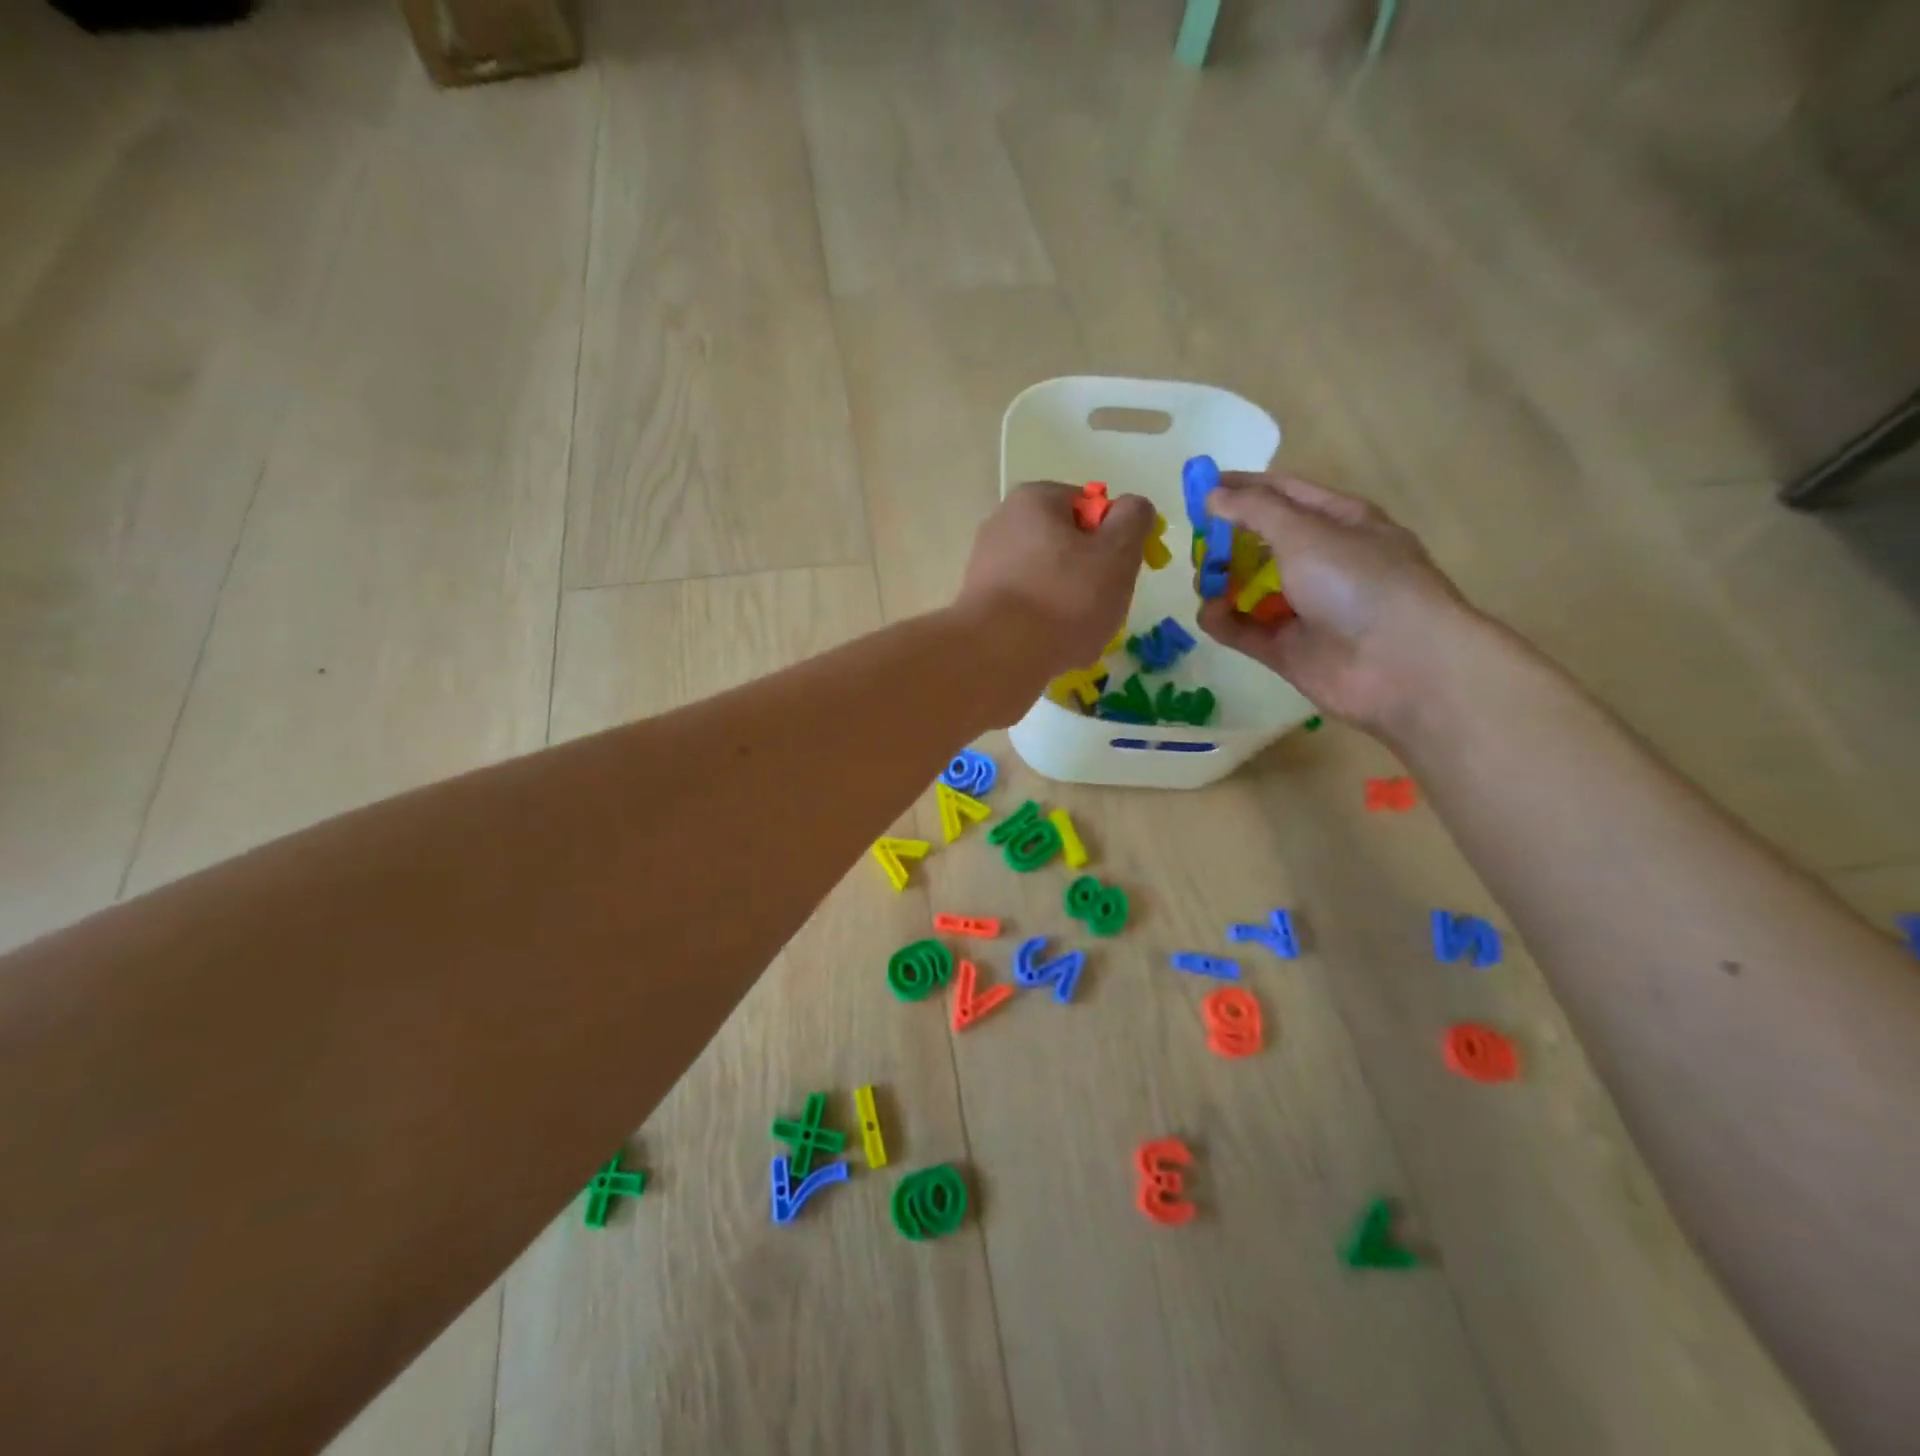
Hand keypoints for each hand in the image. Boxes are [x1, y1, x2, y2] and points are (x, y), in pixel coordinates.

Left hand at [956, 480, 1154, 691]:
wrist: (999, 654)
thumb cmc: (1065, 597)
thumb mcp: (1117, 552)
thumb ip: (1133, 520)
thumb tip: (1133, 508)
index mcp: (1034, 499)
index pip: (1089, 507)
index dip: (1113, 538)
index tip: (1120, 570)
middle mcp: (1002, 524)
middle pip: (1066, 547)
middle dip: (1090, 576)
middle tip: (1103, 606)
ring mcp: (984, 566)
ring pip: (1047, 583)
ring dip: (1068, 606)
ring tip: (1076, 635)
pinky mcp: (977, 605)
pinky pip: (1024, 609)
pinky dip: (1041, 625)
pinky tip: (1049, 648)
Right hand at [1195, 474, 1472, 736]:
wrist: (1400, 665)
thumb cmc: (1360, 583)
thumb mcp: (1307, 532)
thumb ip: (1255, 511)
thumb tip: (1213, 494)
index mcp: (1338, 522)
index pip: (1282, 494)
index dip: (1242, 488)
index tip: (1199, 487)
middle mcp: (1320, 561)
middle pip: (1260, 542)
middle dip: (1225, 540)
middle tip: (1197, 543)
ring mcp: (1301, 607)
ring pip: (1247, 587)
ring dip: (1220, 581)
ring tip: (1203, 581)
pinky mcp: (1285, 648)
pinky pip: (1243, 629)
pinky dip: (1223, 620)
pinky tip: (1211, 613)